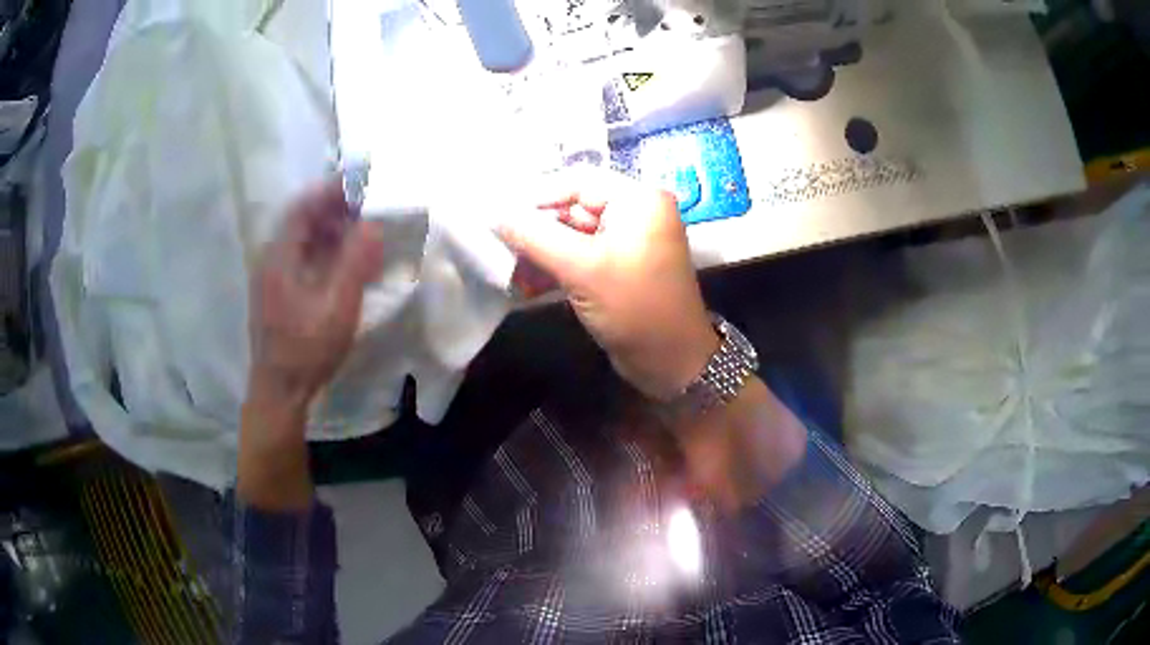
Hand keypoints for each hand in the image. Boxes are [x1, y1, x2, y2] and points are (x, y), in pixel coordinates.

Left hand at [247, 179, 384, 411]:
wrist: (280, 391)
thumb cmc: (306, 349)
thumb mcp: (337, 306)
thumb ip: (355, 262)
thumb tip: (373, 224)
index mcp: (279, 257)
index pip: (303, 207)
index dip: (331, 190)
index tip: (360, 181)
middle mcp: (271, 259)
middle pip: (301, 220)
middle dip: (334, 208)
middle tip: (367, 204)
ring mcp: (273, 277)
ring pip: (302, 239)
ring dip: (331, 229)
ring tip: (361, 229)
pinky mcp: (279, 293)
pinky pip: (302, 258)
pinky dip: (325, 250)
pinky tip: (345, 260)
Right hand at [498, 169, 717, 399]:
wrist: (672, 363)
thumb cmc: (634, 308)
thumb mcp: (581, 268)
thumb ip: (535, 236)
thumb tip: (495, 213)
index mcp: (639, 200)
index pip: (578, 181)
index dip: (536, 196)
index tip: (498, 216)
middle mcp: (636, 212)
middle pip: (574, 206)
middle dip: (537, 229)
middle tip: (500, 246)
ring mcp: (629, 241)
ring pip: (573, 233)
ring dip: (542, 251)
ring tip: (511, 271)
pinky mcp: (619, 267)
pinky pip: (581, 255)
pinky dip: (556, 266)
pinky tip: (528, 284)